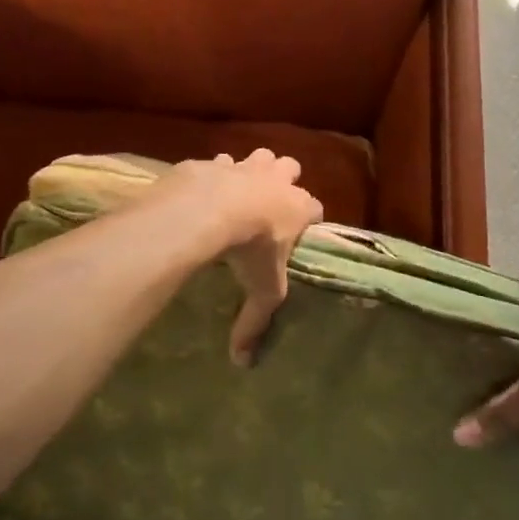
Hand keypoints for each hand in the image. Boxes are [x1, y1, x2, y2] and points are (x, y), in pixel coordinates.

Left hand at [142, 150, 322, 364]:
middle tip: (270, 202)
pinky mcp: (212, 163)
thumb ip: (255, 323)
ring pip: (257, 157)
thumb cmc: (250, 249)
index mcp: (298, 206)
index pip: (316, 206)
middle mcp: (276, 179)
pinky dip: (213, 175)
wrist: (208, 210)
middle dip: (284, 178)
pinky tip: (202, 193)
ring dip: (250, 171)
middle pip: (290, 166)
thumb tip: (244, 362)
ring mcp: (244, 166)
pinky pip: (217, 164)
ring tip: (237, 194)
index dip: (308, 217)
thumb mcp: (262, 290)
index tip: (299, 232)